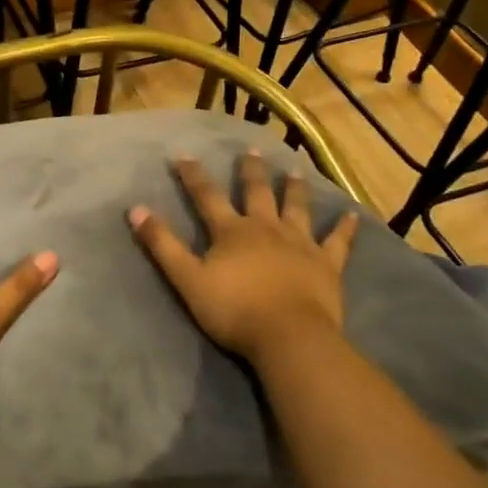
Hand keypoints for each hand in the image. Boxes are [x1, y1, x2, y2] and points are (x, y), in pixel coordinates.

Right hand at [128, 152, 359, 368]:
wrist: (288, 336)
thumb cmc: (234, 310)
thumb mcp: (187, 279)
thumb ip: (162, 245)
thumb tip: (135, 209)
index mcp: (232, 232)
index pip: (207, 197)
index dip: (193, 176)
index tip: (183, 155)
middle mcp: (266, 228)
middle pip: (257, 193)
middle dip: (251, 171)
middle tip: (252, 151)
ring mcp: (299, 244)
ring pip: (297, 208)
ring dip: (294, 188)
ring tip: (295, 170)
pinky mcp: (326, 264)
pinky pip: (337, 242)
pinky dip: (344, 228)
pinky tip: (351, 215)